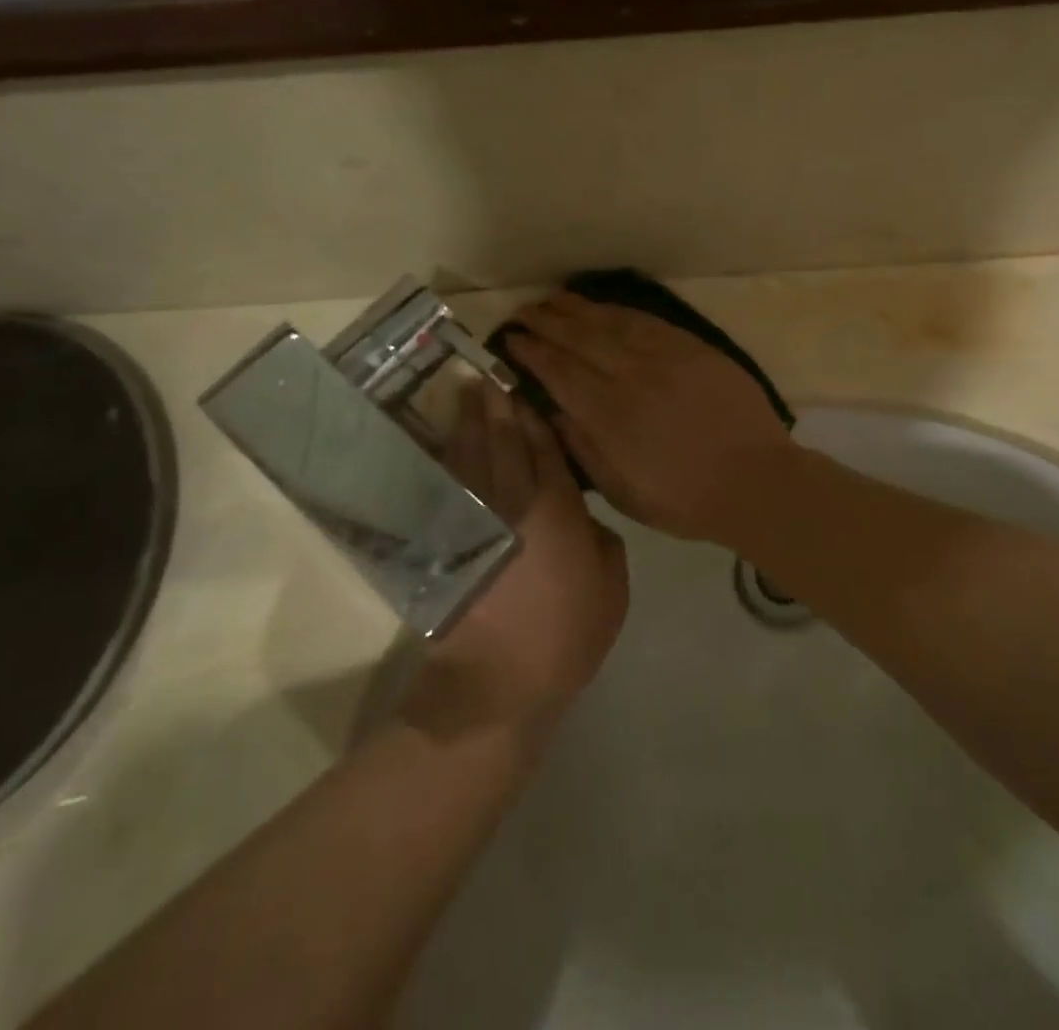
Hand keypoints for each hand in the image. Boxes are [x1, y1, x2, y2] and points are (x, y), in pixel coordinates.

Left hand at [403, 383, 627, 744]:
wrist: (497, 682)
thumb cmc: (566, 635)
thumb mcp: (612, 588)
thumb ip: (604, 541)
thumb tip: (585, 516)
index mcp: (557, 509)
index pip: (545, 449)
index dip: (535, 418)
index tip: (526, 391)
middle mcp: (512, 502)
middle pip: (503, 442)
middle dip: (497, 407)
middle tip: (489, 375)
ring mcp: (475, 520)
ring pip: (470, 458)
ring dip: (468, 423)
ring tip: (466, 394)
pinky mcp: (449, 541)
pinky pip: (447, 488)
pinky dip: (445, 460)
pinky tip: (446, 443)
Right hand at [507, 293, 799, 540]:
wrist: (755, 480)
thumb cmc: (684, 498)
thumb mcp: (622, 491)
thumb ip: (583, 448)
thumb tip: (552, 410)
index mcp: (609, 415)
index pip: (559, 372)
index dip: (532, 352)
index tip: (510, 339)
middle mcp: (631, 376)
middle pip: (579, 339)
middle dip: (546, 322)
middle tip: (522, 311)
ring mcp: (664, 357)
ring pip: (611, 323)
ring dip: (577, 309)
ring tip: (553, 298)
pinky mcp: (692, 348)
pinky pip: (647, 321)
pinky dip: (619, 311)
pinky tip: (604, 306)